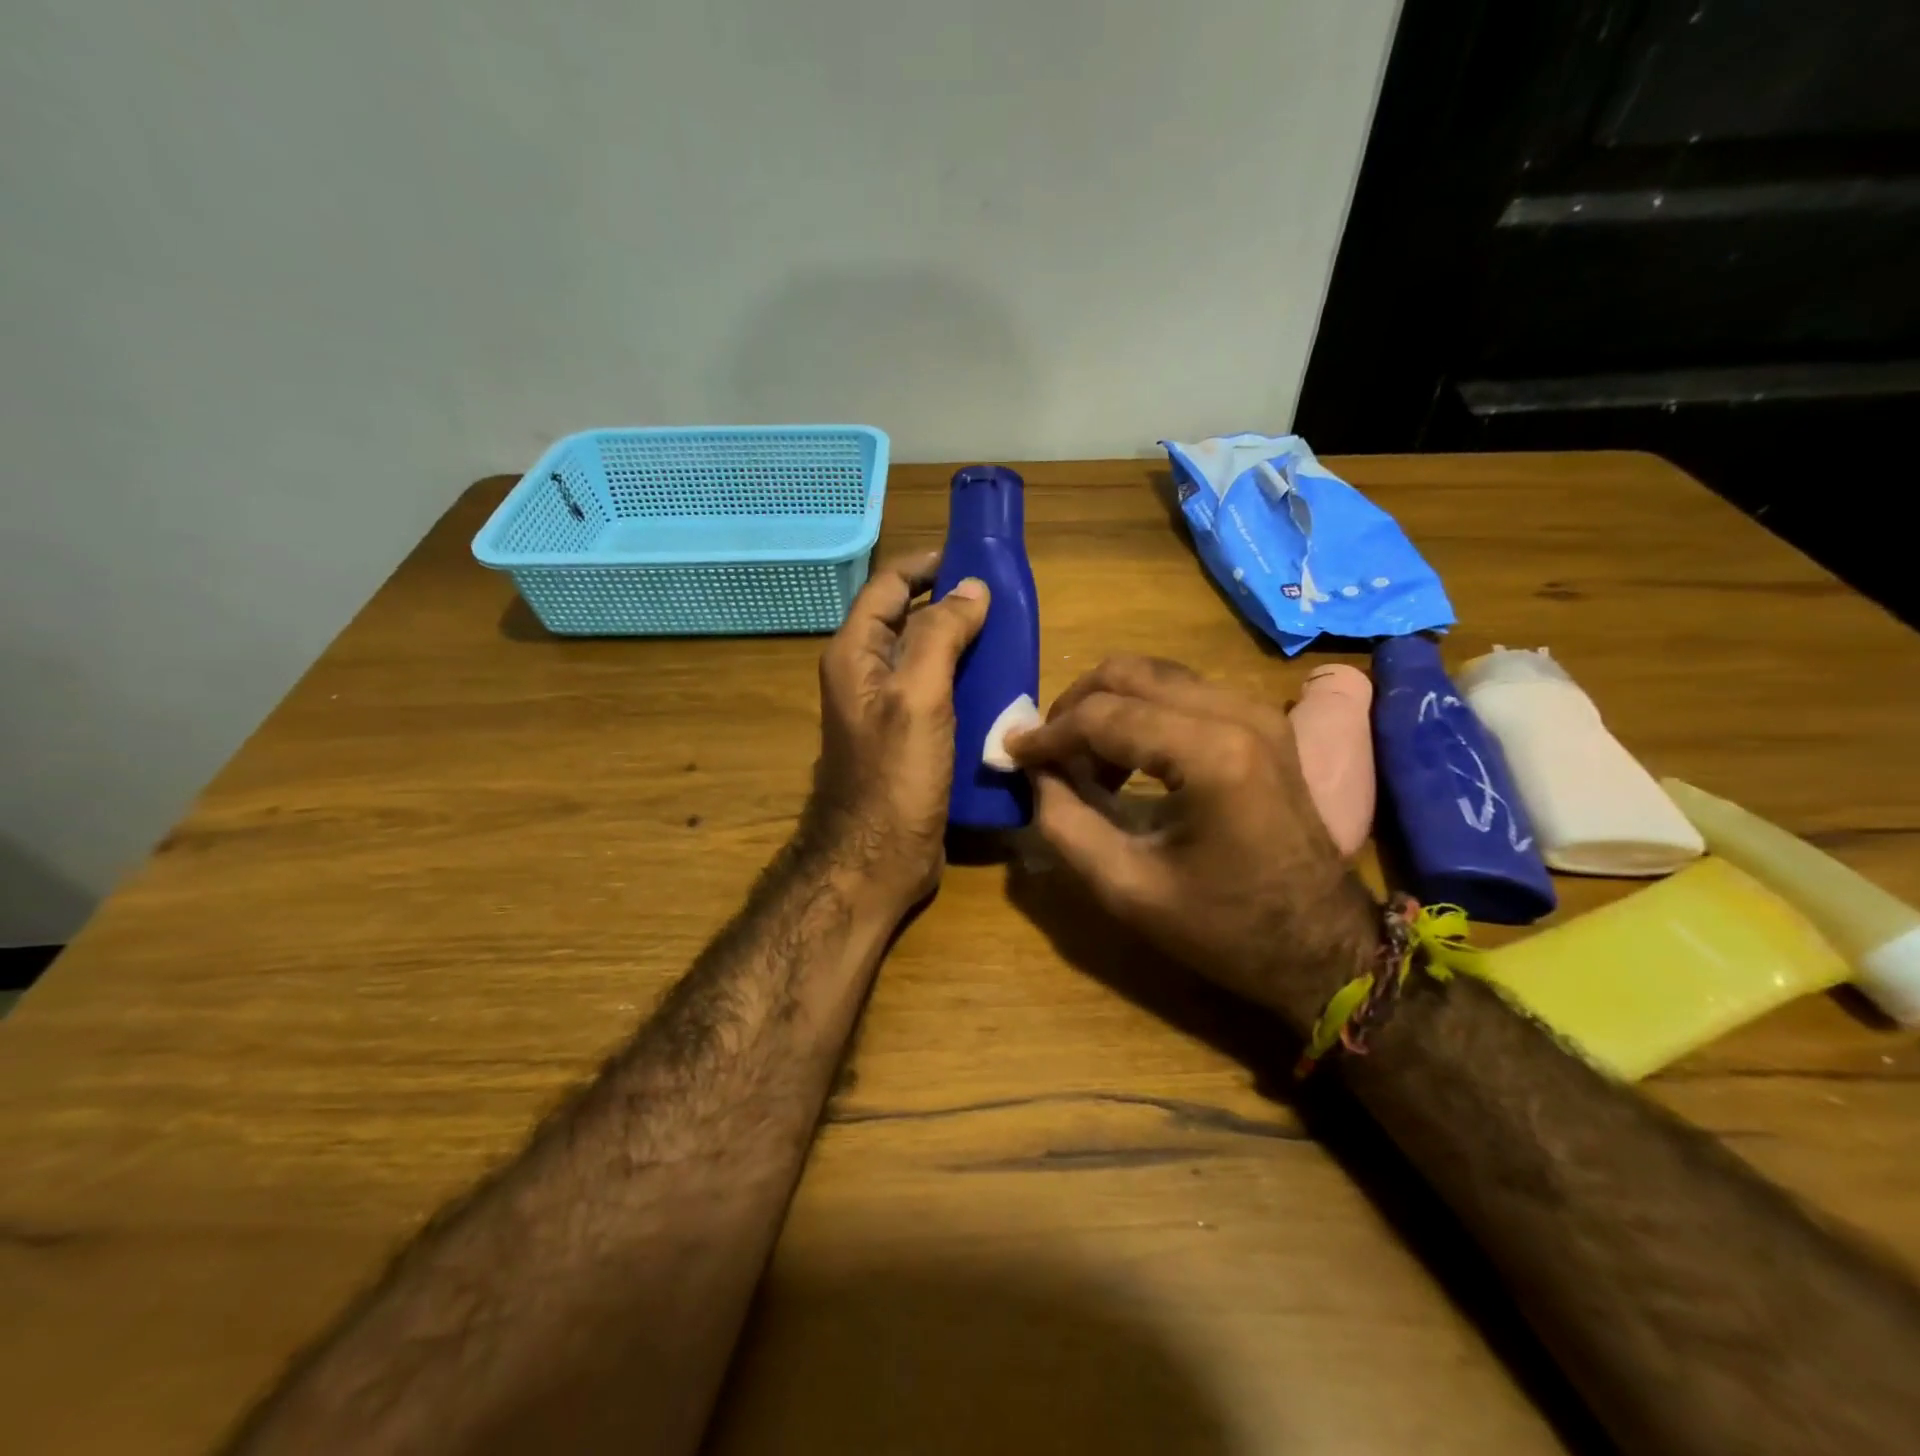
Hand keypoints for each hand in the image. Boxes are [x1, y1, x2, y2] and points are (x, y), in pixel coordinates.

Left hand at [806, 551, 989, 916]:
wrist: (876, 860)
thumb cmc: (894, 776)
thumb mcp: (918, 696)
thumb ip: (941, 635)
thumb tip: (971, 587)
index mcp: (856, 654)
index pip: (887, 586)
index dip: (926, 565)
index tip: (973, 558)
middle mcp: (866, 675)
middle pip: (908, 620)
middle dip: (952, 605)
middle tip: (1003, 602)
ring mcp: (887, 709)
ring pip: (927, 659)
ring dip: (964, 645)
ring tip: (1010, 639)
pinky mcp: (909, 739)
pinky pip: (938, 695)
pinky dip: (966, 683)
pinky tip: (1000, 687)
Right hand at [1007, 656, 1379, 1030]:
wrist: (1322, 947)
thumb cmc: (1226, 928)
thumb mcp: (1127, 888)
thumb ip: (1065, 824)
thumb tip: (1036, 773)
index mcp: (1211, 754)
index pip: (1104, 716)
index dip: (1049, 734)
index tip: (1012, 754)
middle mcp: (1237, 713)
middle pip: (1129, 673)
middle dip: (1075, 706)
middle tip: (1046, 751)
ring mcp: (1258, 712)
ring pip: (1155, 675)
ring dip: (1108, 708)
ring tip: (1083, 763)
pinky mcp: (1264, 722)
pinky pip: (1183, 693)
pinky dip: (1141, 713)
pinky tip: (1126, 759)